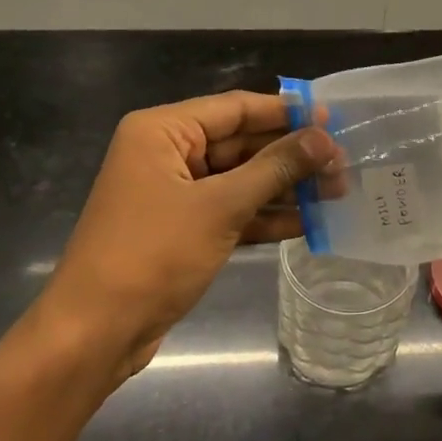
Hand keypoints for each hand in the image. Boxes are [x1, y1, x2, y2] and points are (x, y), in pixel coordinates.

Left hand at [28, 92, 335, 390]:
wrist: (97, 332)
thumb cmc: (153, 254)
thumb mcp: (220, 206)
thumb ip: (275, 168)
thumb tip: (324, 138)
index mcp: (162, 132)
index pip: (235, 108)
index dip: (286, 112)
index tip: (332, 117)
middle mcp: (168, 154)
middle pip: (241, 144)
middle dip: (291, 156)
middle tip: (344, 163)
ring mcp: (175, 194)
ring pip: (241, 180)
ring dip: (286, 188)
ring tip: (338, 192)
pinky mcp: (184, 230)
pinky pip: (233, 211)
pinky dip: (266, 216)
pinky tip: (310, 222)